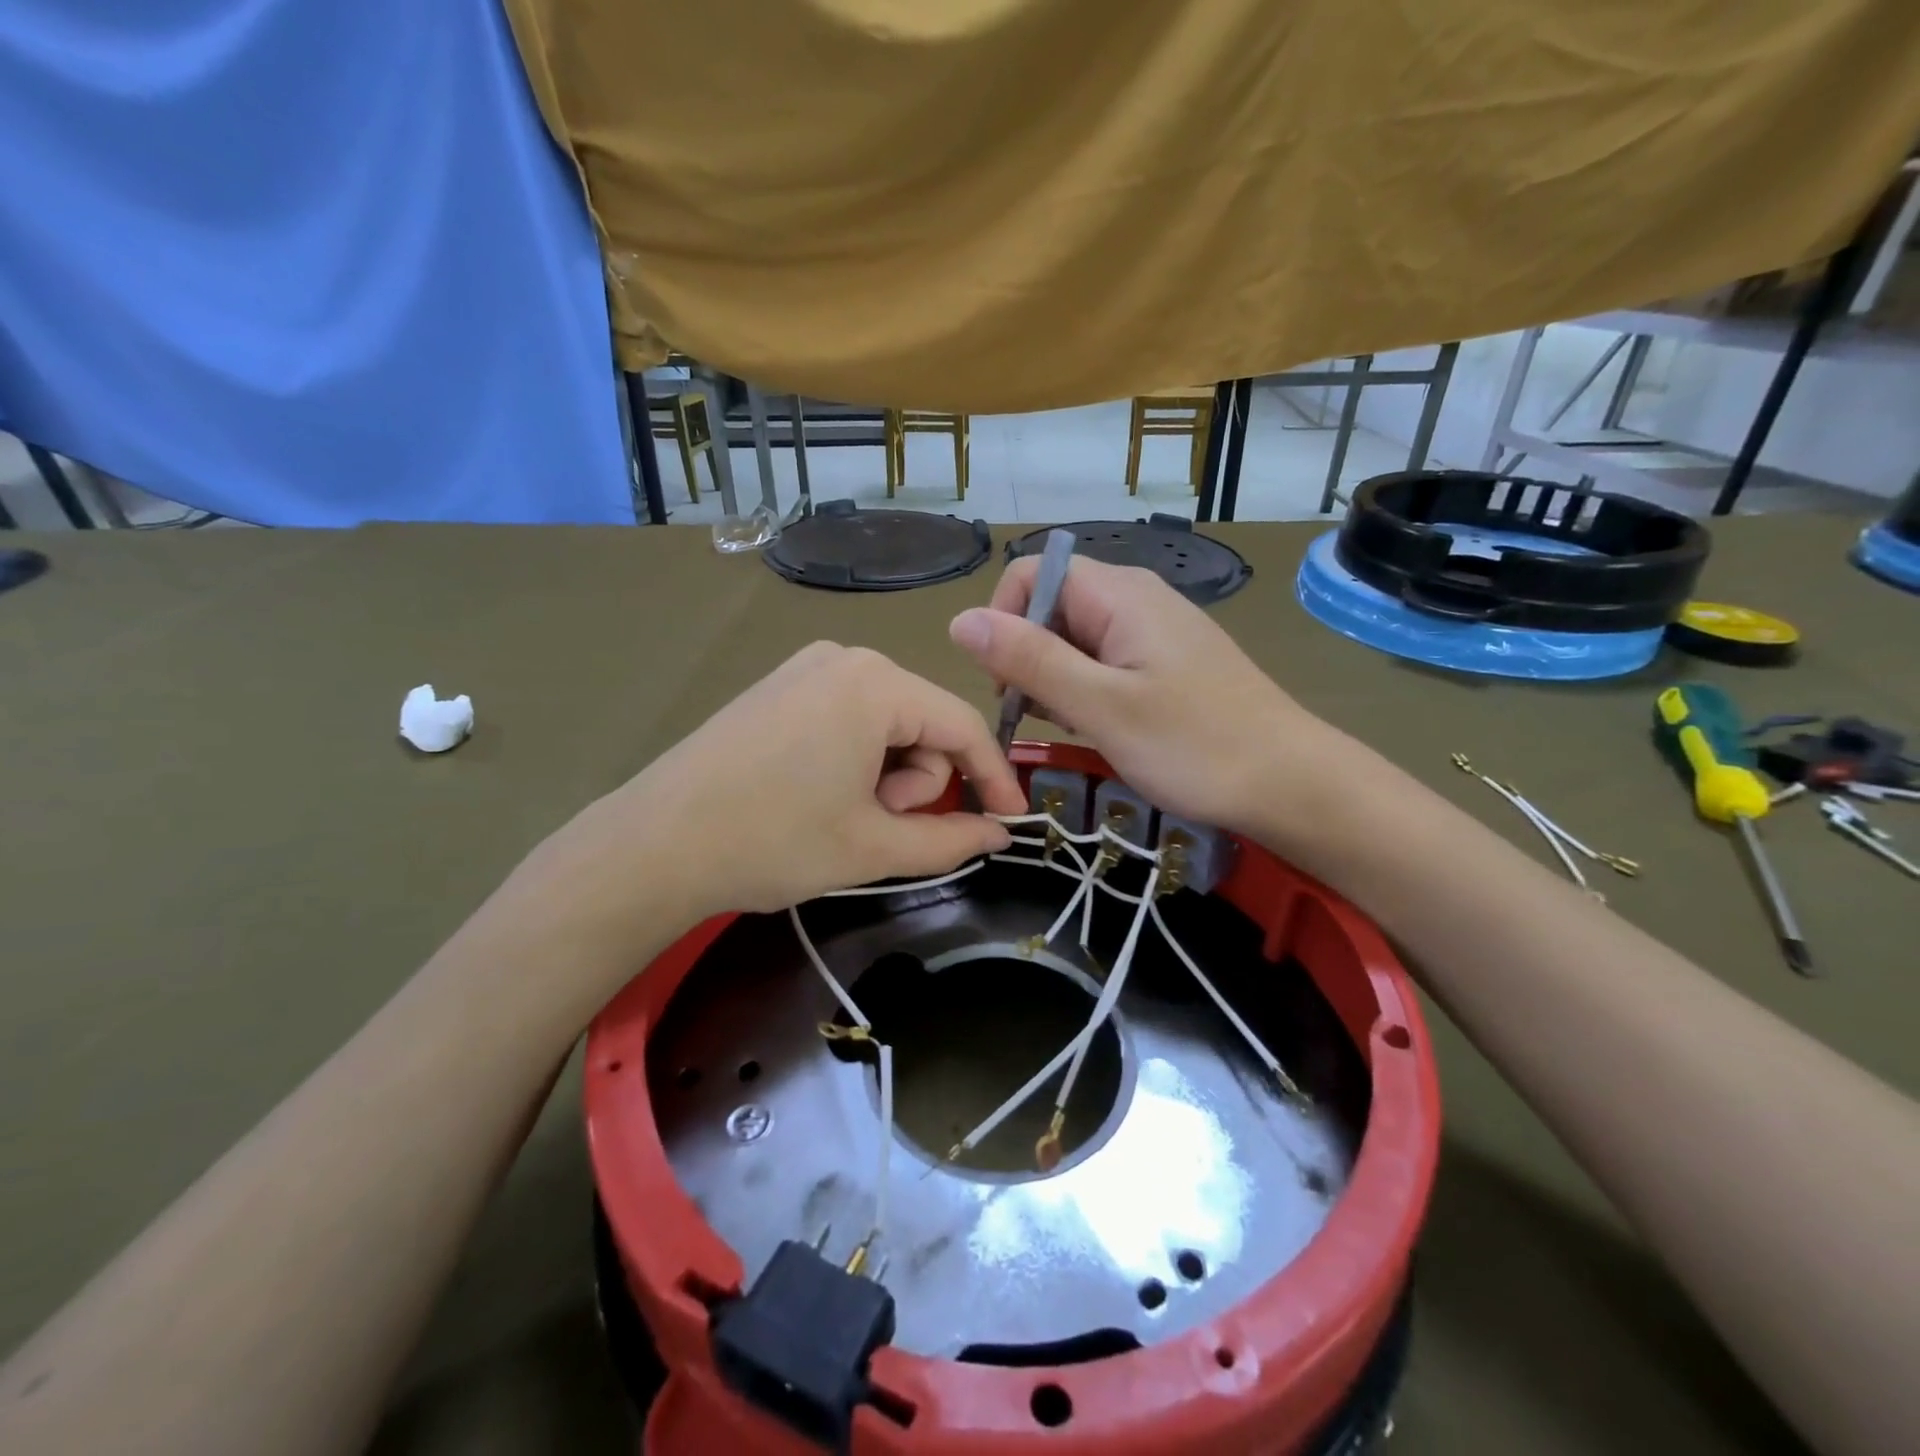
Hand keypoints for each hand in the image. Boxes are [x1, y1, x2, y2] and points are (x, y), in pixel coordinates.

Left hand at [503, 643, 1025, 951]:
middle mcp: (845, 658)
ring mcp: (806, 668)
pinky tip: (821, 792)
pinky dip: (856, 758)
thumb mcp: (873, 847)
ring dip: (888, 774)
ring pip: (887, 721)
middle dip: (919, 781)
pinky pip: (849, 716)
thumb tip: (999, 835)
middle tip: (881, 825)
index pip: (963, 725)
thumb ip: (950, 840)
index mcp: (875, 685)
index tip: (1011, 821)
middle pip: (923, 721)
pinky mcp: (780, 686)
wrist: (654, 844)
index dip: (995, 777)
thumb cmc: (773, 841)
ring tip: (846, 815)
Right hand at [950, 558, 1344, 836]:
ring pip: (1075, 638)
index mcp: (1119, 594)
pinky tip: (1099, 728)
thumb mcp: (1101, 706)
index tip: (1007, 682)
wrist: (1291, 784)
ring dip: (1056, 679)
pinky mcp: (1166, 663)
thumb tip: (959, 619)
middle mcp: (1135, 599)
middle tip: (1039, 716)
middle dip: (1028, 657)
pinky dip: (1086, 691)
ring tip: (1074, 727)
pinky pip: (1105, 661)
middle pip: (1051, 606)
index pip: (1031, 574)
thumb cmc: (1196, 746)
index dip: (1004, 620)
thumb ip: (1030, 660)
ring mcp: (1154, 632)